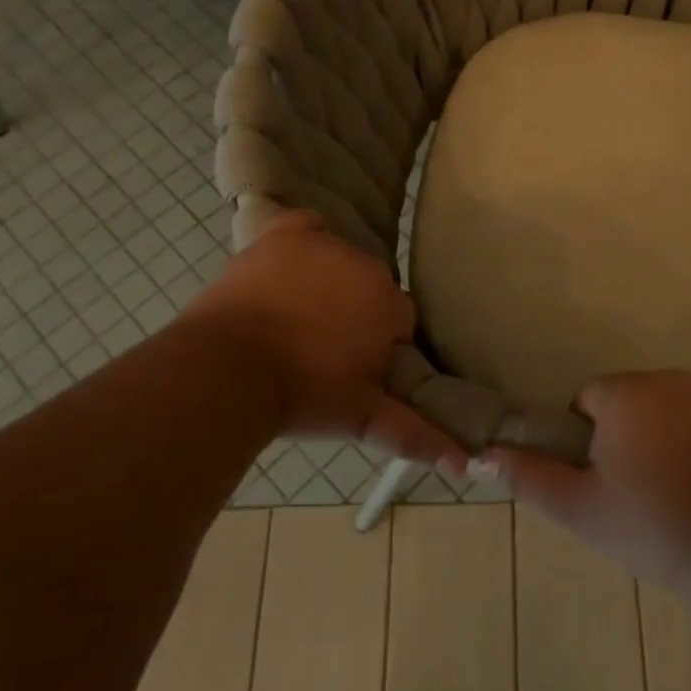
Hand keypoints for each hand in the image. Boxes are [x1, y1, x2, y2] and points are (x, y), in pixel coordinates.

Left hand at [186, 211, 467, 473]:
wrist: (227, 370)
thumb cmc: (303, 394)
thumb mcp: (362, 417)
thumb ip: (416, 434)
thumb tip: (463, 464)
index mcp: (389, 304)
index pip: (400, 319)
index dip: (380, 344)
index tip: (356, 367)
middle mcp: (364, 266)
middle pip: (372, 287)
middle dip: (357, 313)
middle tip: (325, 349)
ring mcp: (322, 245)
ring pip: (341, 261)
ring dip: (331, 283)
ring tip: (298, 319)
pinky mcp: (282, 236)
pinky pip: (306, 227)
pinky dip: (305, 241)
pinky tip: (292, 265)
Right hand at [486, 370, 690, 587]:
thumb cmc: (651, 525)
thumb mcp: (580, 509)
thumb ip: (530, 476)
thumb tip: (485, 455)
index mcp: (625, 394)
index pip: (592, 399)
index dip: (592, 436)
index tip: (607, 478)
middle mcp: (672, 378)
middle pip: (640, 399)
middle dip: (636, 432)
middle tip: (646, 489)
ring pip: (682, 406)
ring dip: (677, 433)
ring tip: (687, 489)